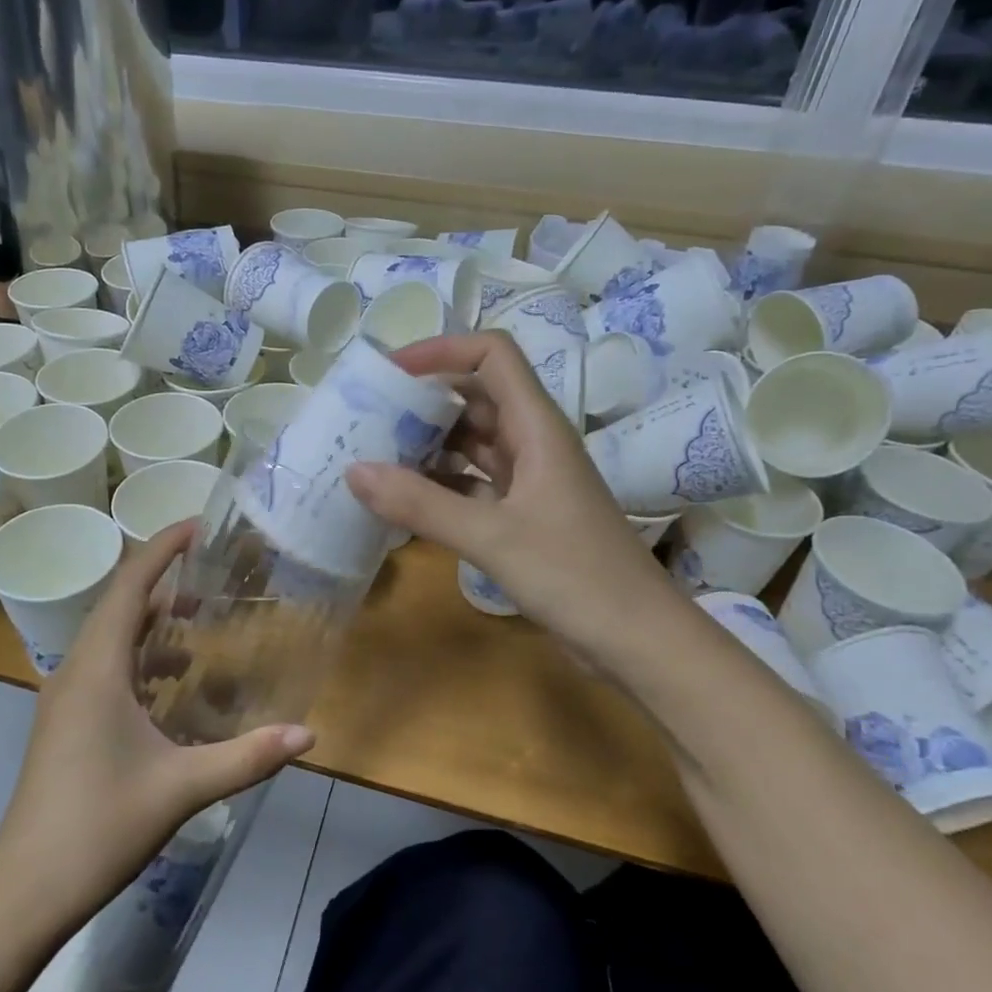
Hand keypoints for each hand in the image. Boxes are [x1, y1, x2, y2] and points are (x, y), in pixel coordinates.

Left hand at [0, 523, 313, 934]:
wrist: (26, 890)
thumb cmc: (100, 825)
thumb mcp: (182, 787)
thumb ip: (247, 757)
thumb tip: (309, 733)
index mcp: (97, 669)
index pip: (129, 586)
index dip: (162, 548)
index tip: (199, 525)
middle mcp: (76, 671)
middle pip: (119, 605)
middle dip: (163, 581)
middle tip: (213, 571)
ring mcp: (66, 698)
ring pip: (111, 639)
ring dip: (151, 623)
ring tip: (199, 621)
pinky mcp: (66, 722)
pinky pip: (106, 668)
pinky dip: (140, 659)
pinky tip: (172, 684)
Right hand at [346, 332, 671, 665]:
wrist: (639, 641)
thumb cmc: (576, 577)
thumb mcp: (492, 537)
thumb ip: (421, 504)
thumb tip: (353, 471)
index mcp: (537, 427)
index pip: (492, 356)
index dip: (442, 350)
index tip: (390, 373)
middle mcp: (534, 443)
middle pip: (476, 397)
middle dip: (423, 400)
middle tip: (367, 416)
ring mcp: (530, 481)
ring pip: (472, 443)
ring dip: (428, 444)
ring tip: (374, 454)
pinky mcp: (524, 516)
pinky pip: (473, 484)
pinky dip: (439, 485)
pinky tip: (403, 500)